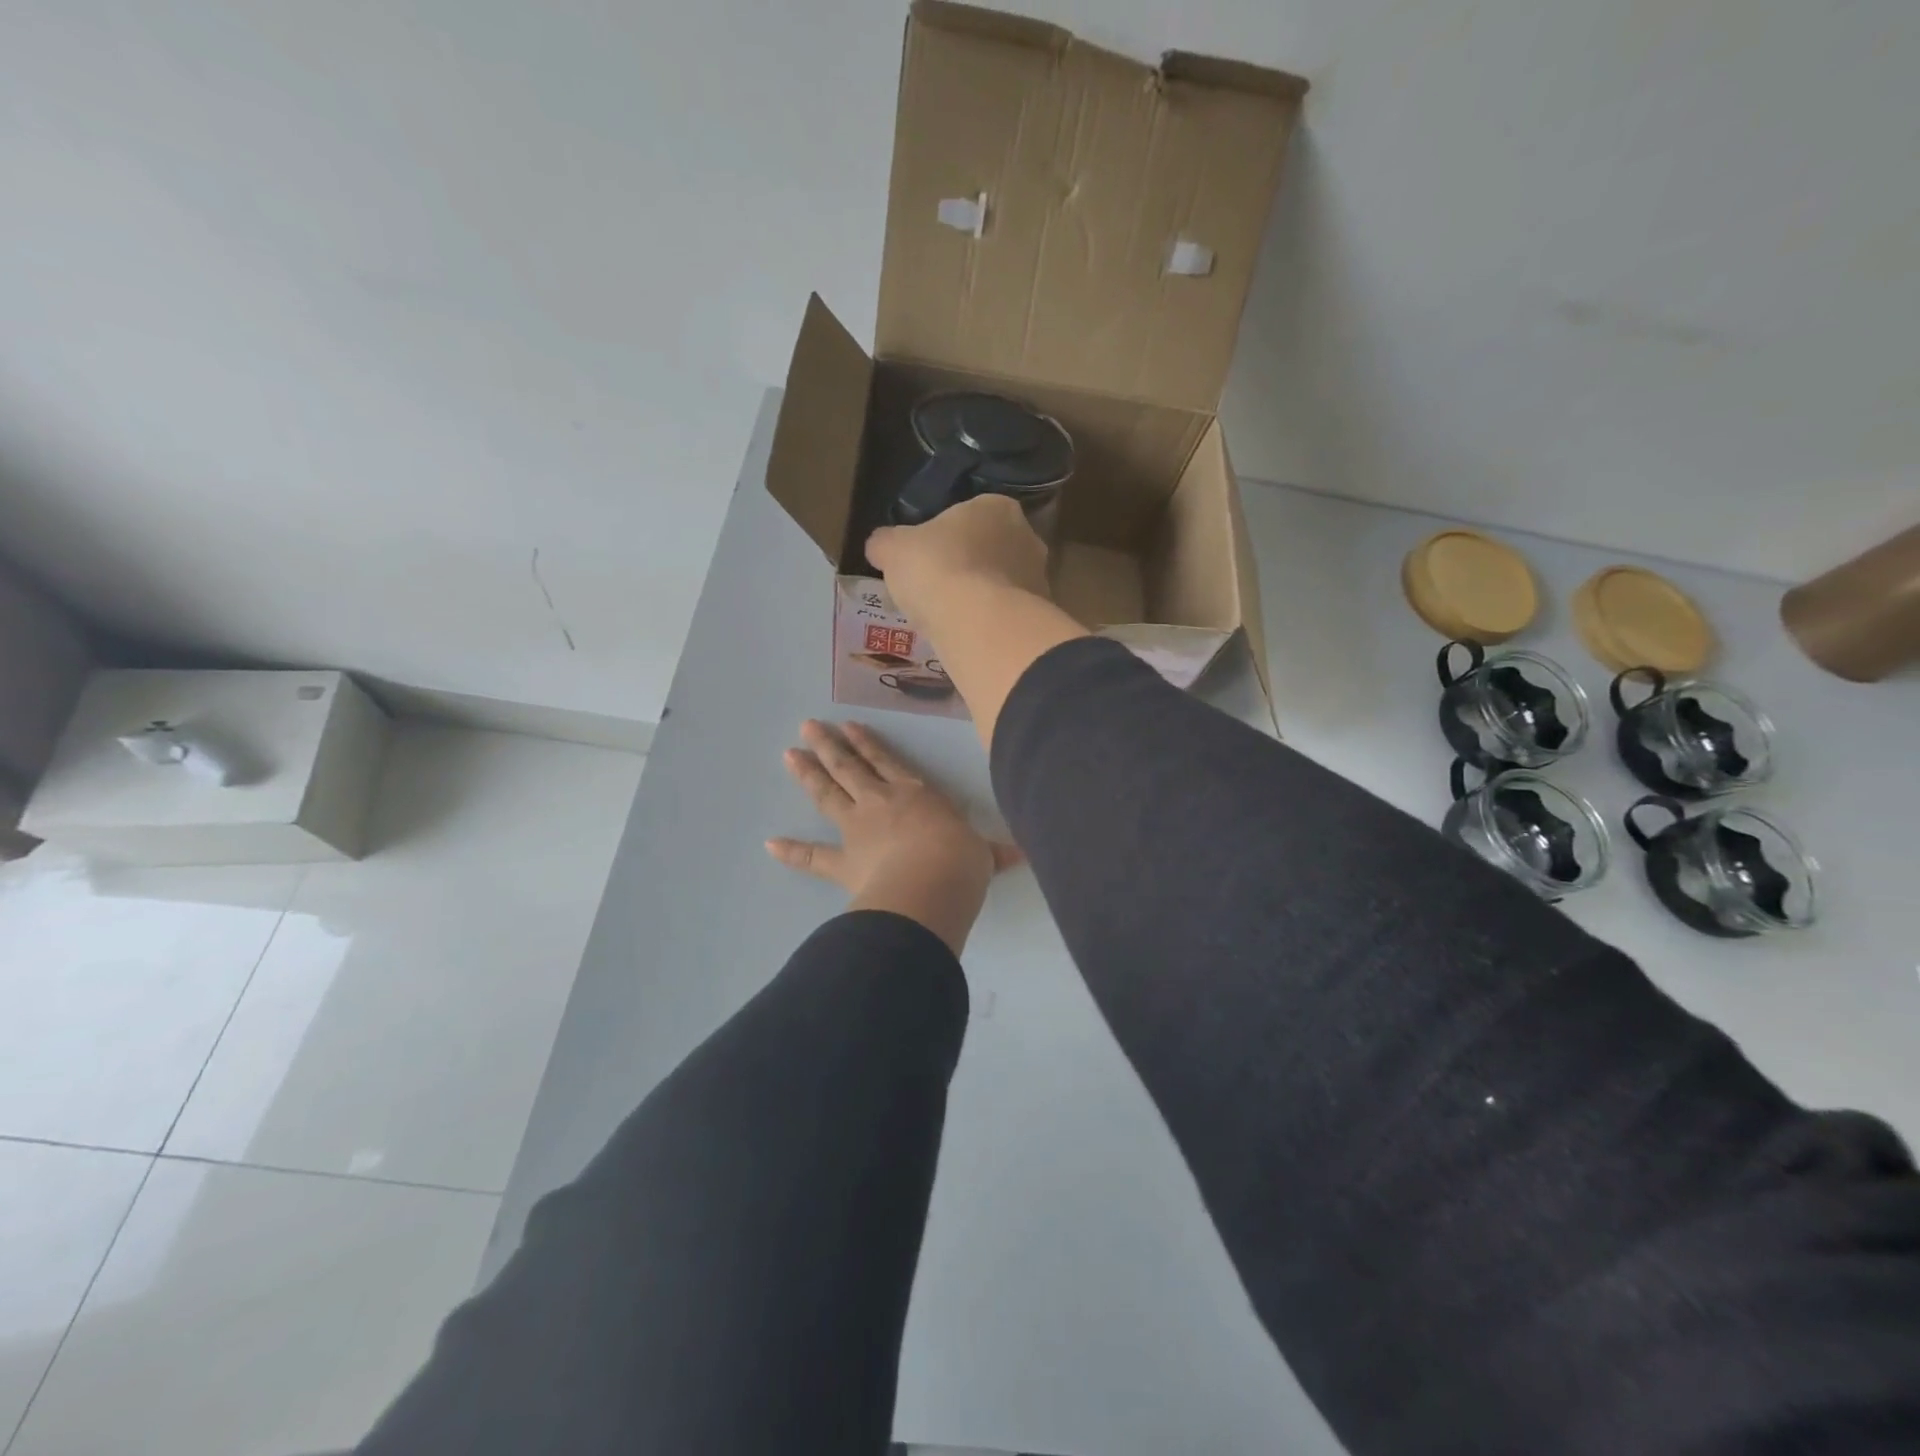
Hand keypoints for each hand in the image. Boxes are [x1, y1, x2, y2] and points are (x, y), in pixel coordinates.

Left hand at [767, 720, 1019, 953]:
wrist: (931, 885)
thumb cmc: (961, 861)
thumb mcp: (983, 854)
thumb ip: (995, 853)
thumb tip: (1024, 854)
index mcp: (915, 794)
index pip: (887, 761)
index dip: (868, 744)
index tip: (850, 727)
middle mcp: (882, 802)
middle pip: (850, 768)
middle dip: (829, 746)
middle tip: (807, 727)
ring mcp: (857, 828)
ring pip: (828, 794)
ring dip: (808, 774)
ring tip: (789, 755)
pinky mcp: (843, 861)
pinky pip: (812, 857)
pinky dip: (791, 851)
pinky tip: (770, 843)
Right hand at [866, 495, 1050, 628]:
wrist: (980, 623)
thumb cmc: (937, 569)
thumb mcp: (894, 550)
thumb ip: (886, 543)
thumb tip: (879, 546)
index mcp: (995, 506)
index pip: (967, 515)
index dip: (943, 537)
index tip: (925, 559)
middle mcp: (1026, 536)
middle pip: (989, 549)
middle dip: (967, 567)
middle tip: (937, 590)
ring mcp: (1039, 577)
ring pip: (1002, 584)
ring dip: (981, 597)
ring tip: (951, 619)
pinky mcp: (1040, 616)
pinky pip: (1008, 615)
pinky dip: (991, 623)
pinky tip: (969, 636)